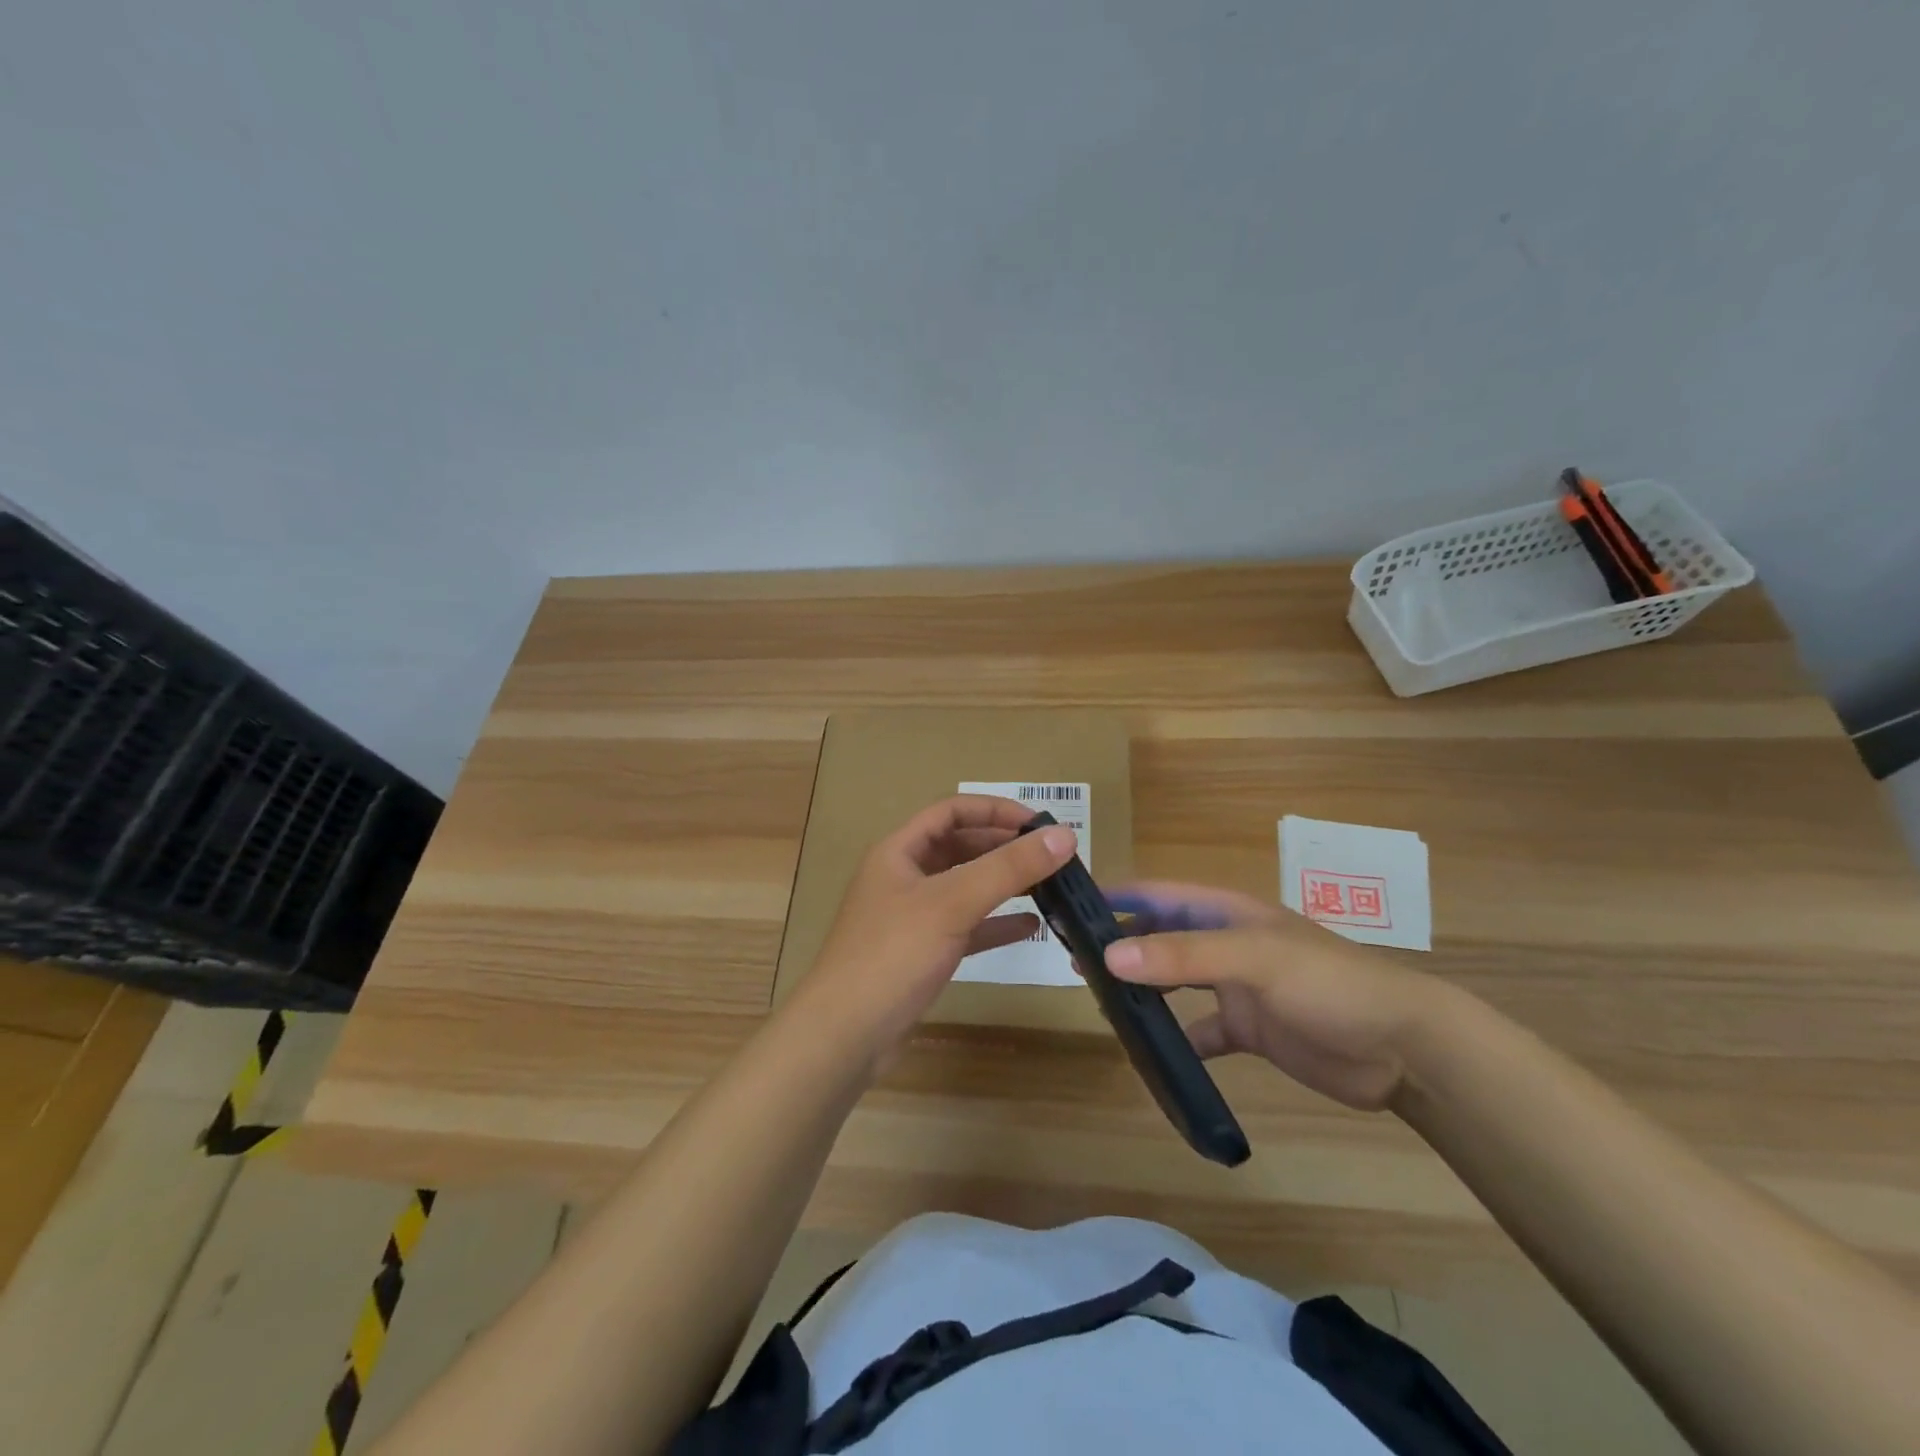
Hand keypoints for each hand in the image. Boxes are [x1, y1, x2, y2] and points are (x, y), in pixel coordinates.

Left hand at [787, 795, 1077, 1073]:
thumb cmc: (893, 955)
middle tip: (1050, 856)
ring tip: (1048, 885)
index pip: (951, 811)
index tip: (1039, 824)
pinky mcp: (921, 953)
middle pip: (959, 847)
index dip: (994, 810)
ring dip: (1002, 883)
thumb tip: (1064, 835)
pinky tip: (1031, 927)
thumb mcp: (953, 903)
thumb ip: (1008, 868)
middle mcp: (903, 877)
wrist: (845, 1035)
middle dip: (1003, 847)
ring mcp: (911, 917)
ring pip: (964, 887)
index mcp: (899, 852)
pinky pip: (965, 927)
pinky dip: (995, 923)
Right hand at [1102, 882, 1454, 1110]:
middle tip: (1075, 960)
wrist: (1402, 1048)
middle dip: (1122, 942)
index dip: (1118, 895)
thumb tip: (1109, 955)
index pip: (1159, 893)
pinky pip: (1203, 1032)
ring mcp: (1238, 987)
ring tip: (1101, 999)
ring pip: (1177, 980)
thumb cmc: (1327, 984)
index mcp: (1227, 912)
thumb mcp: (1252, 959)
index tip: (1071, 905)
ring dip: (1144, 987)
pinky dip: (1179, 1039)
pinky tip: (1154, 1054)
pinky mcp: (1251, 1029)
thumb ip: (1182, 956)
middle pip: (1162, 935)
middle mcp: (1227, 943)